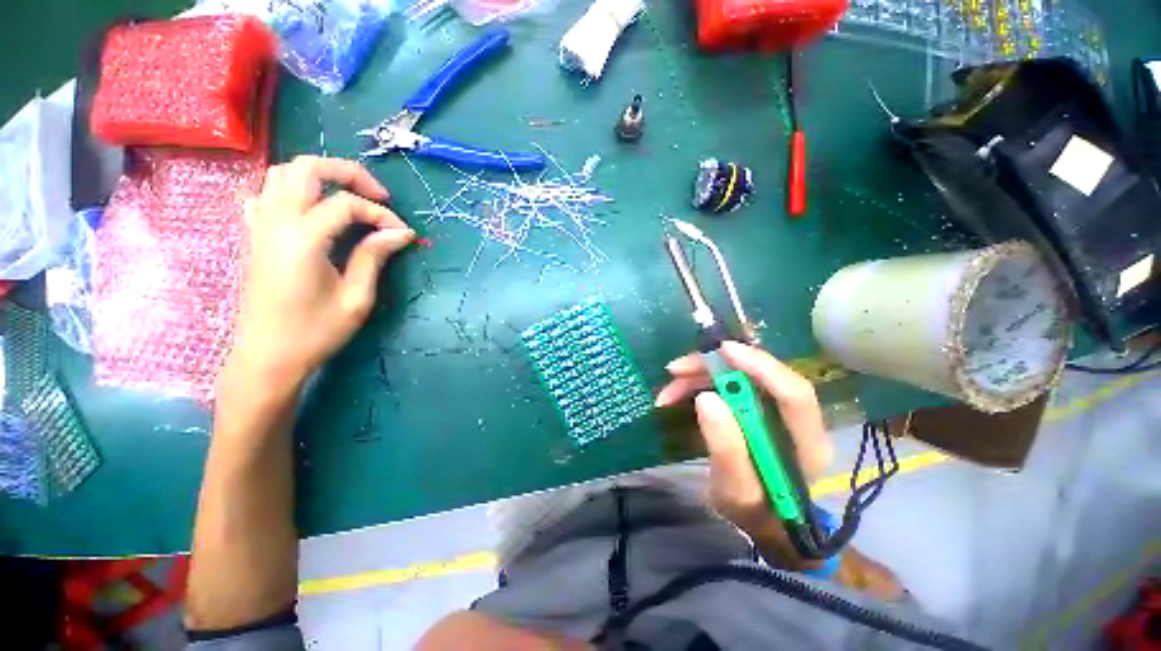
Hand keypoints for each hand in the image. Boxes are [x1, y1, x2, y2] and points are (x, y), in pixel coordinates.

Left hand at [228, 156, 414, 387]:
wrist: (267, 357)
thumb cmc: (315, 332)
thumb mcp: (356, 298)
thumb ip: (374, 257)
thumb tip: (400, 232)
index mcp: (302, 239)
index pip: (346, 204)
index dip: (381, 214)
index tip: (403, 234)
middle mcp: (275, 222)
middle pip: (306, 168)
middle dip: (348, 173)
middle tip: (377, 196)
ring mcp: (259, 226)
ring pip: (282, 174)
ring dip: (320, 177)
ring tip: (349, 198)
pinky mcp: (254, 236)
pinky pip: (266, 194)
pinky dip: (292, 191)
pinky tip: (311, 210)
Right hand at [655, 341, 833, 567]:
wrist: (760, 519)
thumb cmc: (753, 512)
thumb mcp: (735, 491)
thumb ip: (726, 449)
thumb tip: (706, 397)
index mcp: (805, 443)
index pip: (793, 393)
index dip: (760, 366)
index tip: (722, 350)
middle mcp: (793, 419)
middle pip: (758, 376)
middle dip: (714, 367)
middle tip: (676, 371)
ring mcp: (772, 409)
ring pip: (736, 376)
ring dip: (699, 376)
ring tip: (668, 391)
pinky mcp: (753, 406)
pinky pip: (725, 384)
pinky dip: (698, 384)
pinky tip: (676, 395)